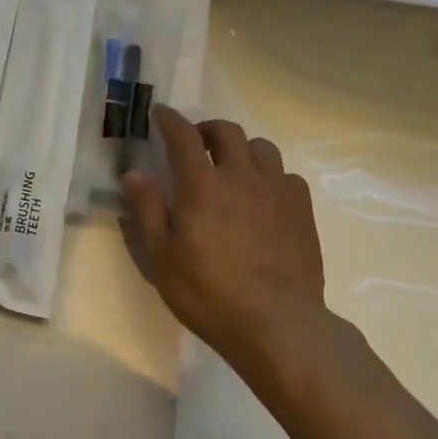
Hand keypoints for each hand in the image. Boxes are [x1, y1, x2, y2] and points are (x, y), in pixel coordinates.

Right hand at [121, 106, 329, 382]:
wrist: (278, 325)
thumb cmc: (209, 294)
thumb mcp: (162, 258)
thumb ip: (147, 210)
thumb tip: (134, 173)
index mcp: (202, 184)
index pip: (183, 135)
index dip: (170, 119)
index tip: (161, 113)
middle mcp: (241, 175)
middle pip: (226, 130)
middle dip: (207, 129)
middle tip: (196, 143)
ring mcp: (276, 190)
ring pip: (261, 147)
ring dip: (242, 148)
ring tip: (233, 167)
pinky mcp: (302, 209)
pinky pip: (287, 175)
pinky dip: (271, 176)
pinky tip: (265, 197)